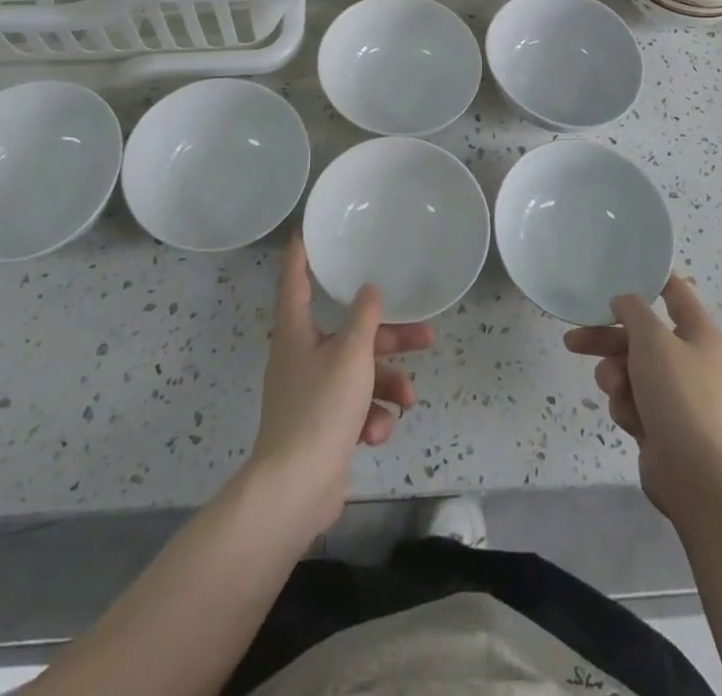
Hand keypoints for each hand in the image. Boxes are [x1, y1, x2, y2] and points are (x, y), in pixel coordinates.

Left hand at [248, 235, 433, 532]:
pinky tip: (377, 433)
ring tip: (407, 400)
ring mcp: (311, 393)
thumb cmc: (320, 408)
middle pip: (349, 333)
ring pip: (359, 373)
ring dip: (387, 385)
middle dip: (389, 338)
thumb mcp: (351, 354)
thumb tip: (369, 290)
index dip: (300, 256)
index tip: (305, 232)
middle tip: (426, 336)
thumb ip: (365, 318)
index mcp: (296, 331)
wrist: (296, 489)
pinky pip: (355, 408)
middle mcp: (301, 356)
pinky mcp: (323, 427)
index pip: (295, 281)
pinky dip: (370, 417)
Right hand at [564, 274, 721, 522]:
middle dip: (607, 338)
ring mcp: (676, 393)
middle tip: (574, 339)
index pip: (675, 291)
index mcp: (699, 333)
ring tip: (613, 389)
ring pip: (630, 368)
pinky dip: (626, 405)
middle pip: (640, 334)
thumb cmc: (679, 396)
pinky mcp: (661, 423)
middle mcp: (690, 359)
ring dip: (614, 376)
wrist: (697, 477)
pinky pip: (632, 400)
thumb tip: (625, 302)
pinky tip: (630, 419)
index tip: (618, 270)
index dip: (650, 278)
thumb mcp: (652, 340)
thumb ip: (633, 311)